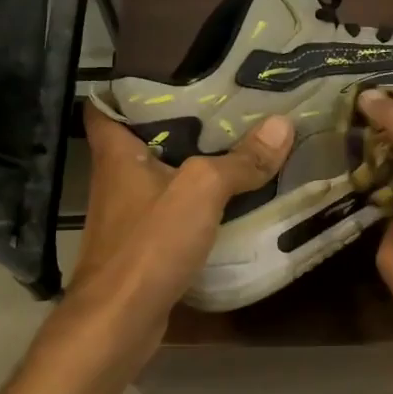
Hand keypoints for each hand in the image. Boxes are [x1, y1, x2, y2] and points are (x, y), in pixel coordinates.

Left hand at [63, 101, 291, 361]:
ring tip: (239, 140)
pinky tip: (232, 197)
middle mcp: (117, 177)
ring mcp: (129, 213)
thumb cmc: (149, 245)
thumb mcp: (201, 191)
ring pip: (163, 174)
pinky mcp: (144, 244)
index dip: (133, 83)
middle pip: (145, 136)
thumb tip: (284, 124)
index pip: (108, 102)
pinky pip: (174, 208)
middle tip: (228, 101)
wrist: (120, 322)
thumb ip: (240, 159)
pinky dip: (198, 200)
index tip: (175, 71)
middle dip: (183, 119)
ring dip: (195, 161)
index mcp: (117, 152)